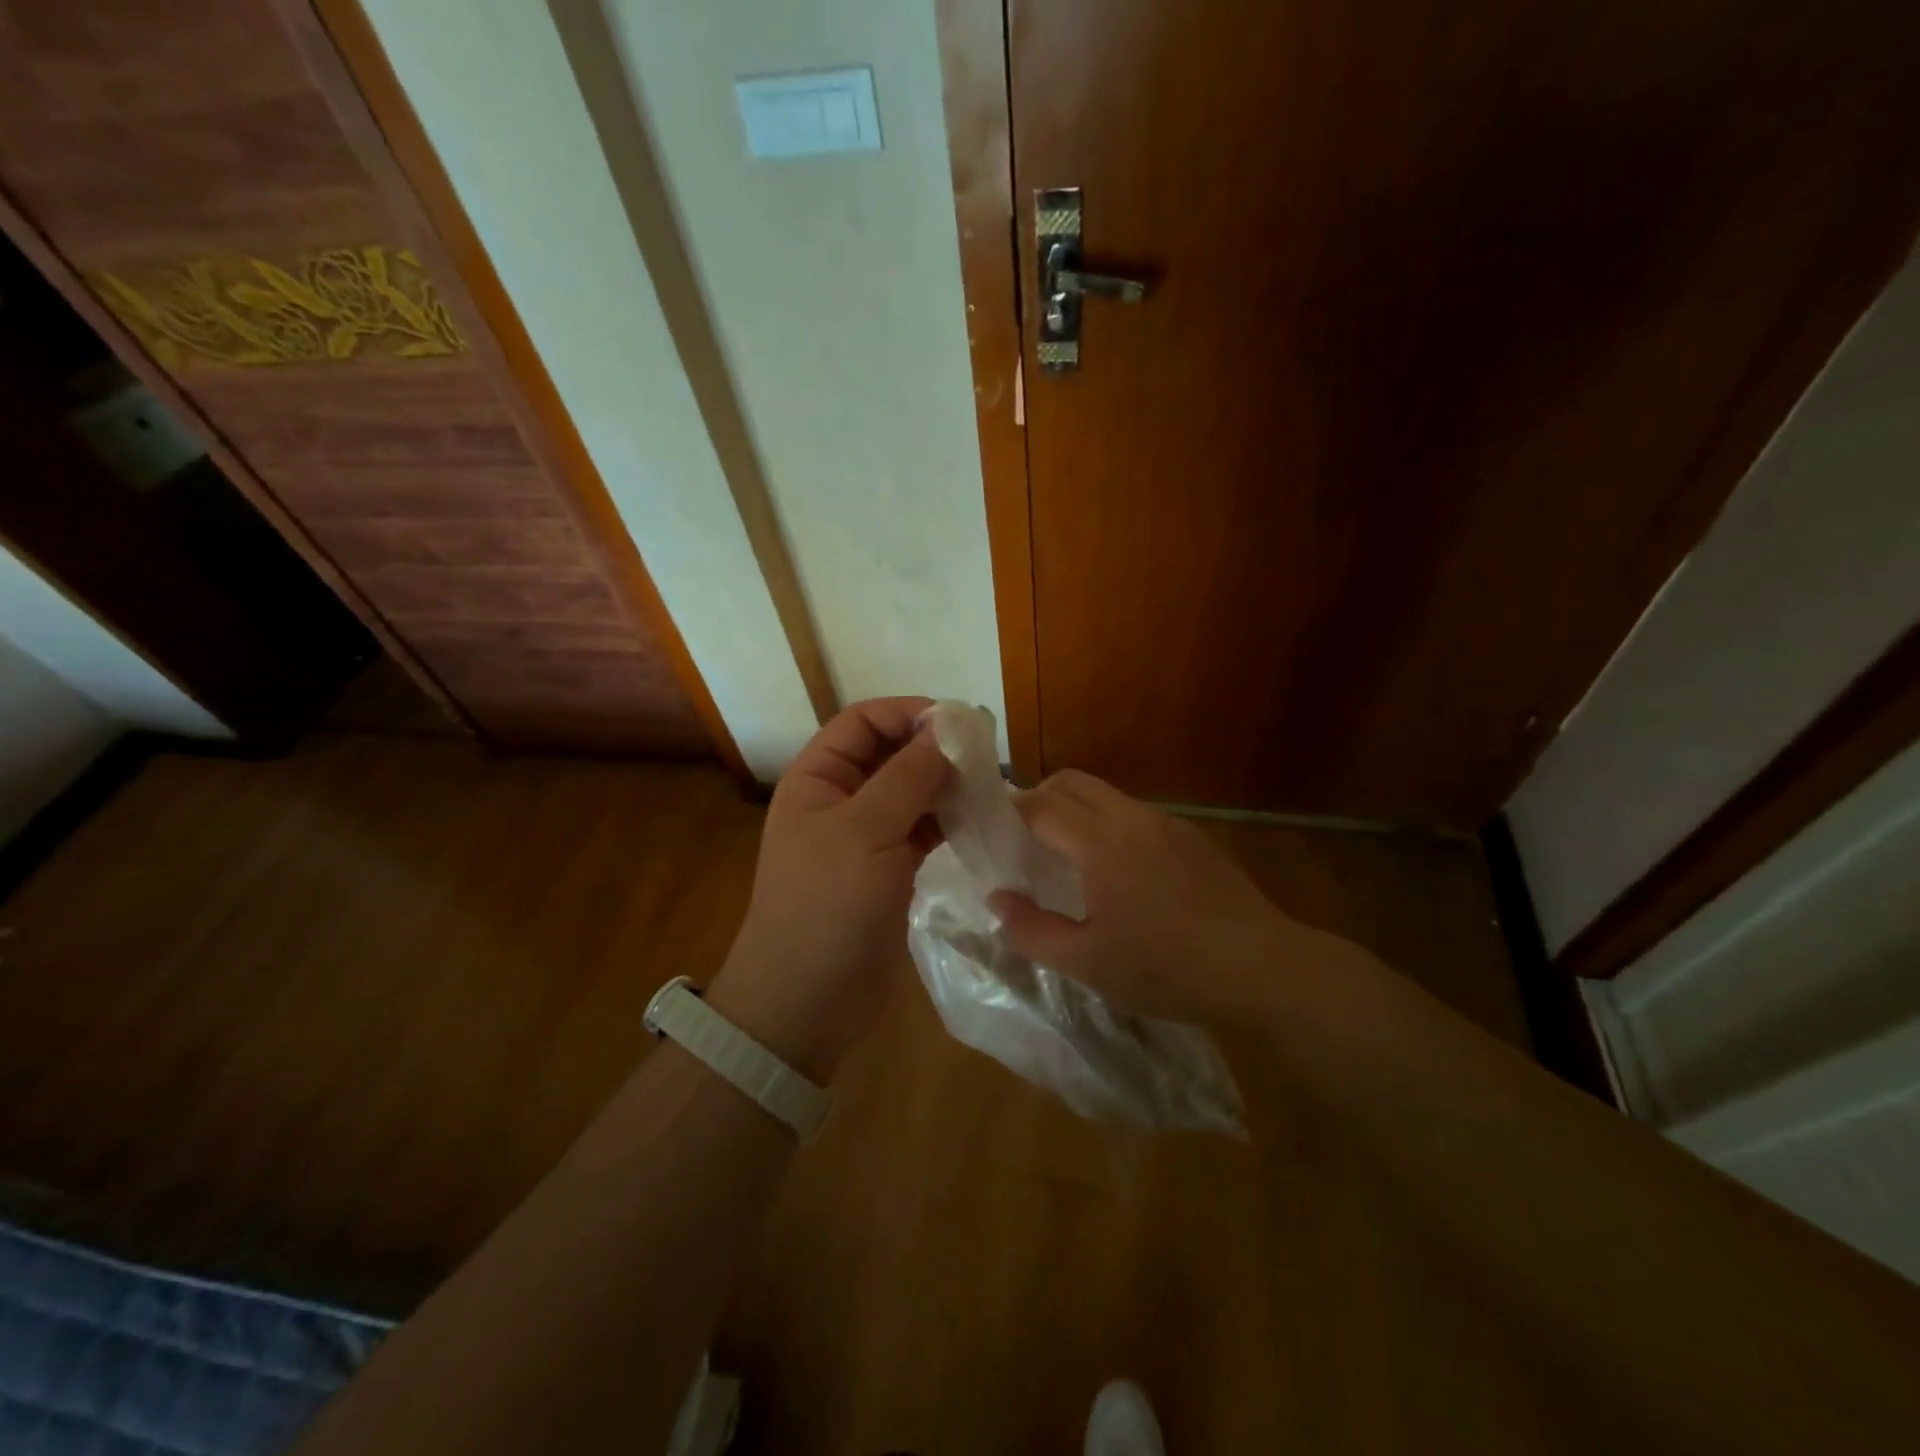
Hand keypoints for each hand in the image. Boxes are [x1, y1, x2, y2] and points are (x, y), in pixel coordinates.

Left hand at [709, 697, 948, 1081]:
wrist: (808, 1000)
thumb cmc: (827, 905)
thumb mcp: (866, 831)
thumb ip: (907, 777)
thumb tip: (944, 731)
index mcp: (817, 778)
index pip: (862, 722)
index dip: (906, 712)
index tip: (957, 722)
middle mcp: (839, 799)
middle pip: (889, 754)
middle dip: (932, 749)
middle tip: (984, 755)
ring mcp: (865, 837)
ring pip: (910, 792)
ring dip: (944, 785)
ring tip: (988, 786)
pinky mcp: (888, 870)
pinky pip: (920, 829)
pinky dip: (946, 820)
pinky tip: (977, 820)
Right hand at [989, 769, 1299, 1025]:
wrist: (1261, 968)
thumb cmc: (1165, 968)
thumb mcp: (1086, 963)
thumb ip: (1031, 930)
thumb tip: (996, 899)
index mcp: (1100, 842)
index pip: (1040, 805)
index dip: (1009, 812)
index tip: (990, 830)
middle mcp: (1132, 817)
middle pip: (1072, 782)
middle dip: (1038, 797)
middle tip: (1022, 838)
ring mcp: (1168, 823)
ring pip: (1106, 795)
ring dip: (1076, 811)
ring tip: (1067, 857)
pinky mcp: (1193, 837)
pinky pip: (1136, 815)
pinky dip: (1109, 825)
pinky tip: (1119, 873)